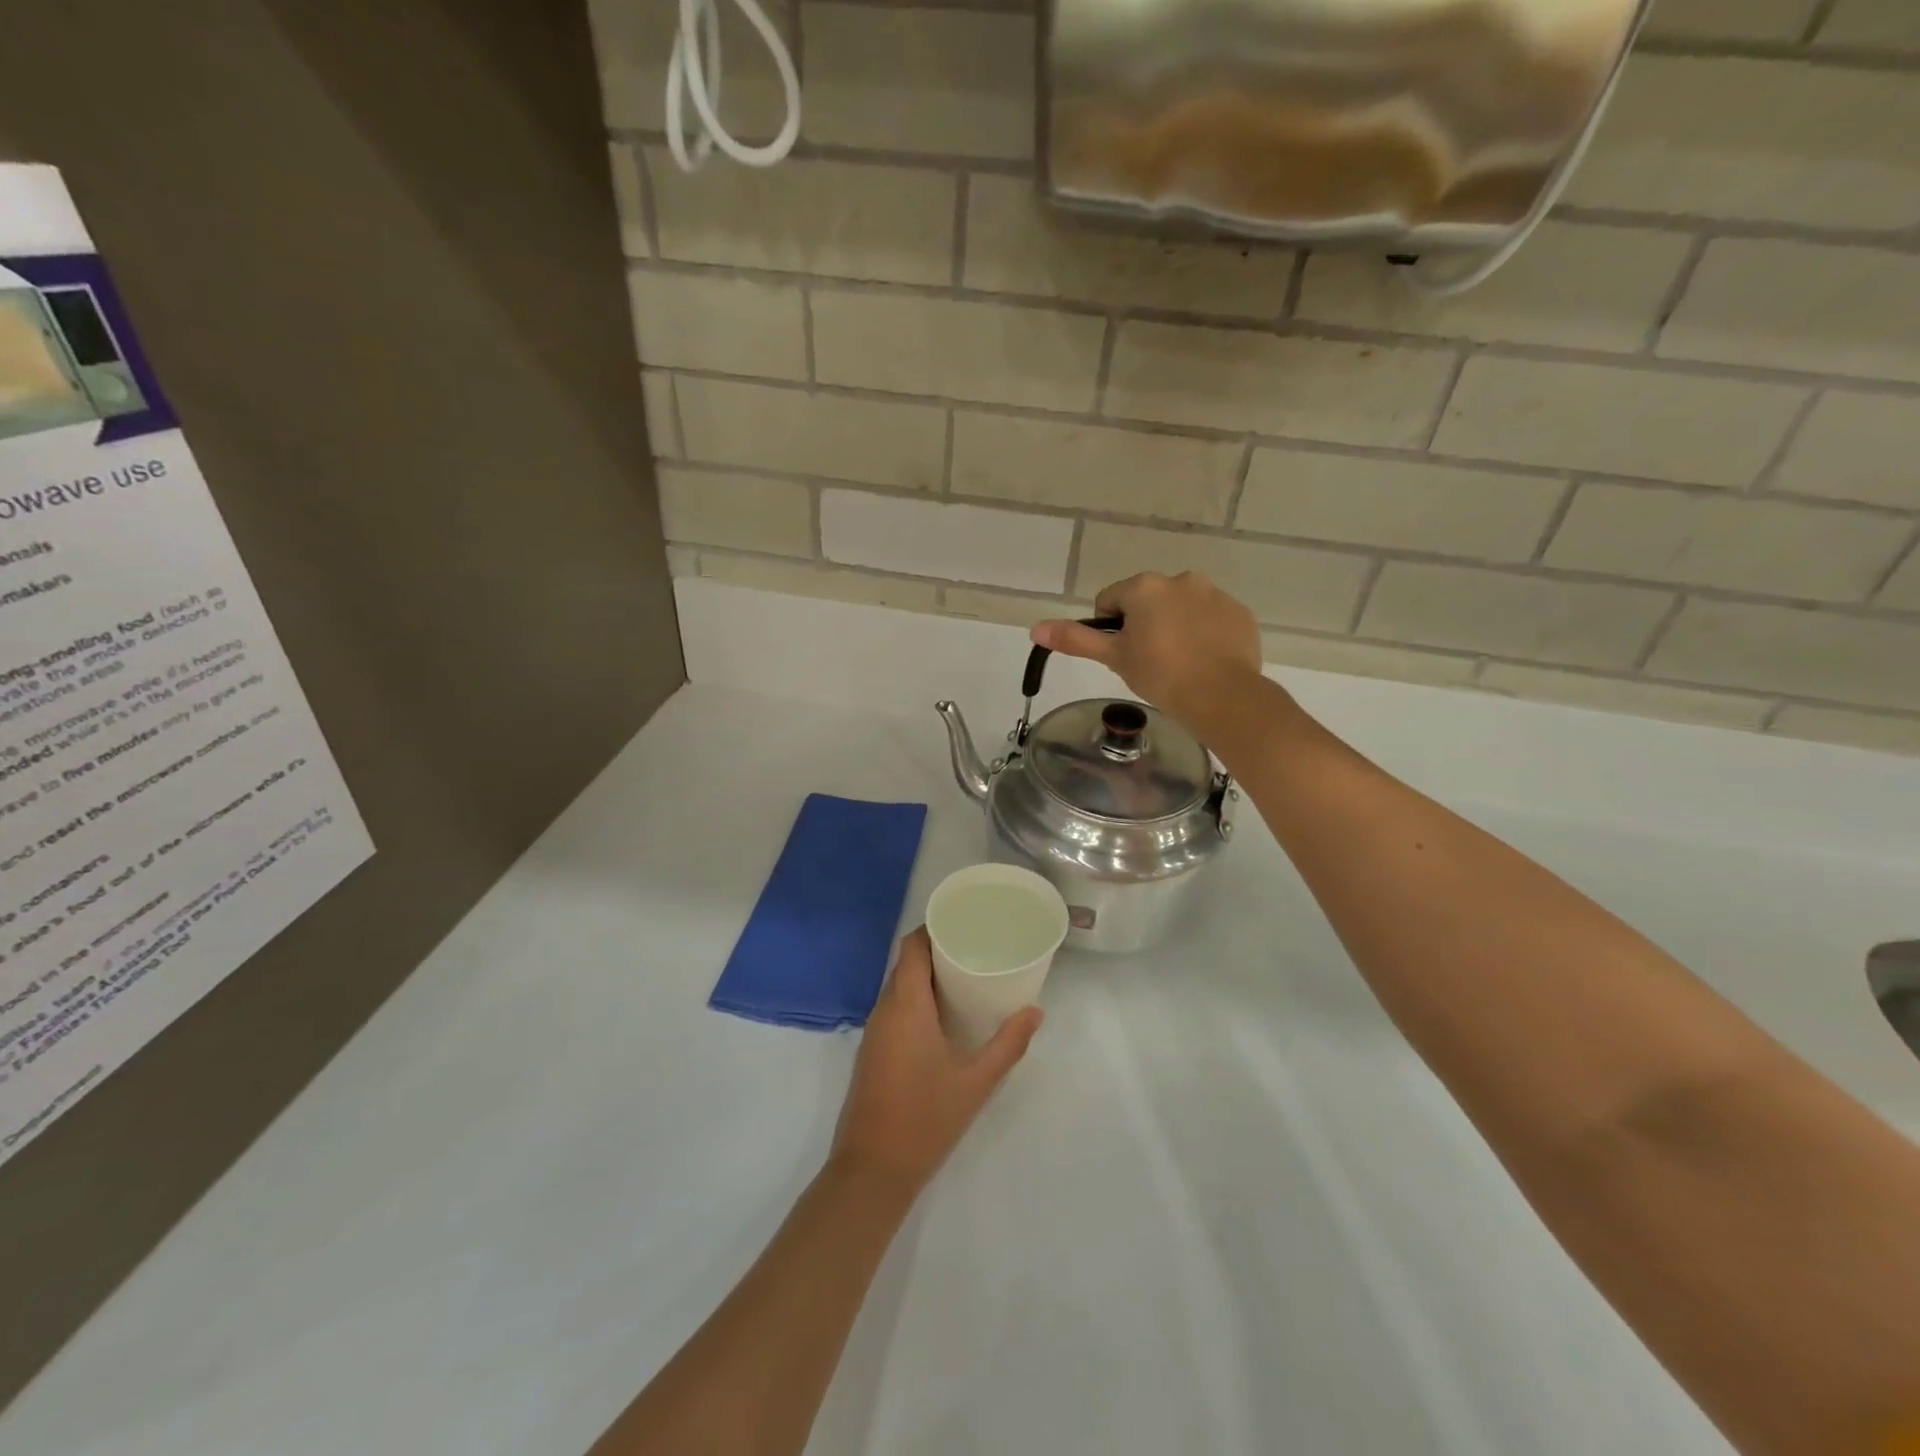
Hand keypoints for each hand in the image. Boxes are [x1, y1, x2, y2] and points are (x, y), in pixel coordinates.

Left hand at [830, 928, 1041, 1197]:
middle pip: (907, 963)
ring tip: (966, 976)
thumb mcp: (976, 1082)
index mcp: (906, 1005)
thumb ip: (1008, 1044)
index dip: (933, 928)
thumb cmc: (926, 1120)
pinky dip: (917, 999)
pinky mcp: (873, 1051)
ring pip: (899, 986)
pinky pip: (894, 1008)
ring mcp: (875, 1032)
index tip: (964, 922)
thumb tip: (1035, 1012)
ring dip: (927, 976)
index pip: (912, 946)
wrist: (872, 1171)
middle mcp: (885, 1009)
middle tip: (976, 948)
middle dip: (937, 950)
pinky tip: (944, 1014)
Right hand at [1032, 571, 1262, 735]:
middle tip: (1148, 662)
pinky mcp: (1240, 613)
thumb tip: (1035, 628)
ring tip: (1179, 664)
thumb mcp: (1114, 658)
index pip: (1110, 601)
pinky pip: (1212, 620)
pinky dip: (1205, 635)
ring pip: (1181, 608)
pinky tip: (1204, 662)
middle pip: (1148, 601)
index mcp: (1145, 587)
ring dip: (1175, 627)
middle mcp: (1180, 579)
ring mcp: (1215, 594)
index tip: (1122, 655)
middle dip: (1144, 625)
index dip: (1110, 629)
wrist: (1222, 697)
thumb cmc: (1160, 675)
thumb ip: (1076, 638)